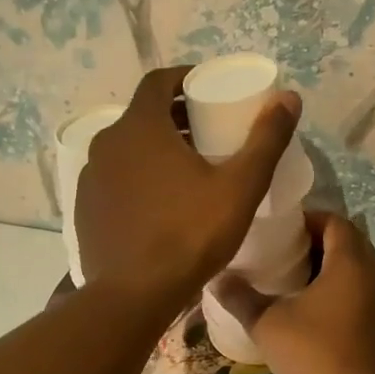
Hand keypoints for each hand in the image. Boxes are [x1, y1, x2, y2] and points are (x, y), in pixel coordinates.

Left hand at [76, 66, 299, 310]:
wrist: (133, 295)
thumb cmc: (190, 233)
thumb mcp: (240, 186)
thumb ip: (266, 140)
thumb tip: (289, 97)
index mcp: (140, 127)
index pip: (158, 81)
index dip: (184, 78)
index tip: (208, 90)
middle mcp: (107, 143)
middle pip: (144, 115)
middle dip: (176, 117)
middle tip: (209, 133)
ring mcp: (90, 177)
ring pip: (128, 148)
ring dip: (156, 149)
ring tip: (189, 169)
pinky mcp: (85, 208)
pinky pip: (115, 178)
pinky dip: (138, 177)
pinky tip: (161, 204)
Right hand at [212, 213, 374, 373]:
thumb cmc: (316, 352)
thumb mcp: (268, 324)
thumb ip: (241, 298)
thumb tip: (217, 279)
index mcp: (351, 261)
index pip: (334, 221)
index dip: (307, 220)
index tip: (280, 232)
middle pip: (347, 242)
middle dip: (316, 243)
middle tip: (281, 254)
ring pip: (356, 268)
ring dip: (329, 269)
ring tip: (292, 281)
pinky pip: (363, 292)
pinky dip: (341, 291)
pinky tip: (312, 311)